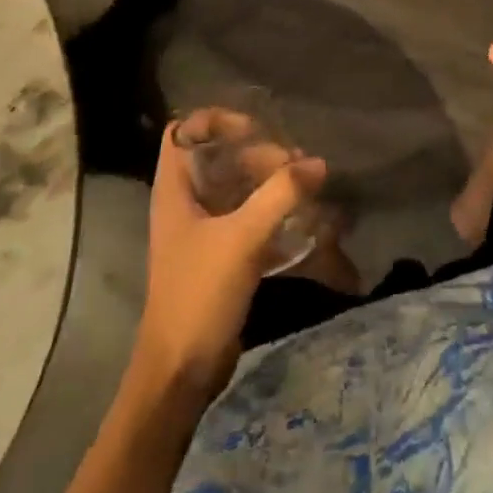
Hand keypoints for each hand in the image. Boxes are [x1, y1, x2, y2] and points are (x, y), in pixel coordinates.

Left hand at [134, 127, 326, 395]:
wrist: (181, 371)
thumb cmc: (199, 294)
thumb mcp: (242, 239)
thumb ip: (281, 196)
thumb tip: (318, 163)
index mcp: (175, 189)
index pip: (185, 131)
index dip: (217, 121)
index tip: (256, 131)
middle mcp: (186, 202)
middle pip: (220, 156)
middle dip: (259, 153)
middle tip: (296, 164)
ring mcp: (204, 230)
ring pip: (238, 187)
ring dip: (271, 182)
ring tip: (308, 184)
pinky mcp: (222, 255)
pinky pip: (250, 217)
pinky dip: (275, 212)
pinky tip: (305, 218)